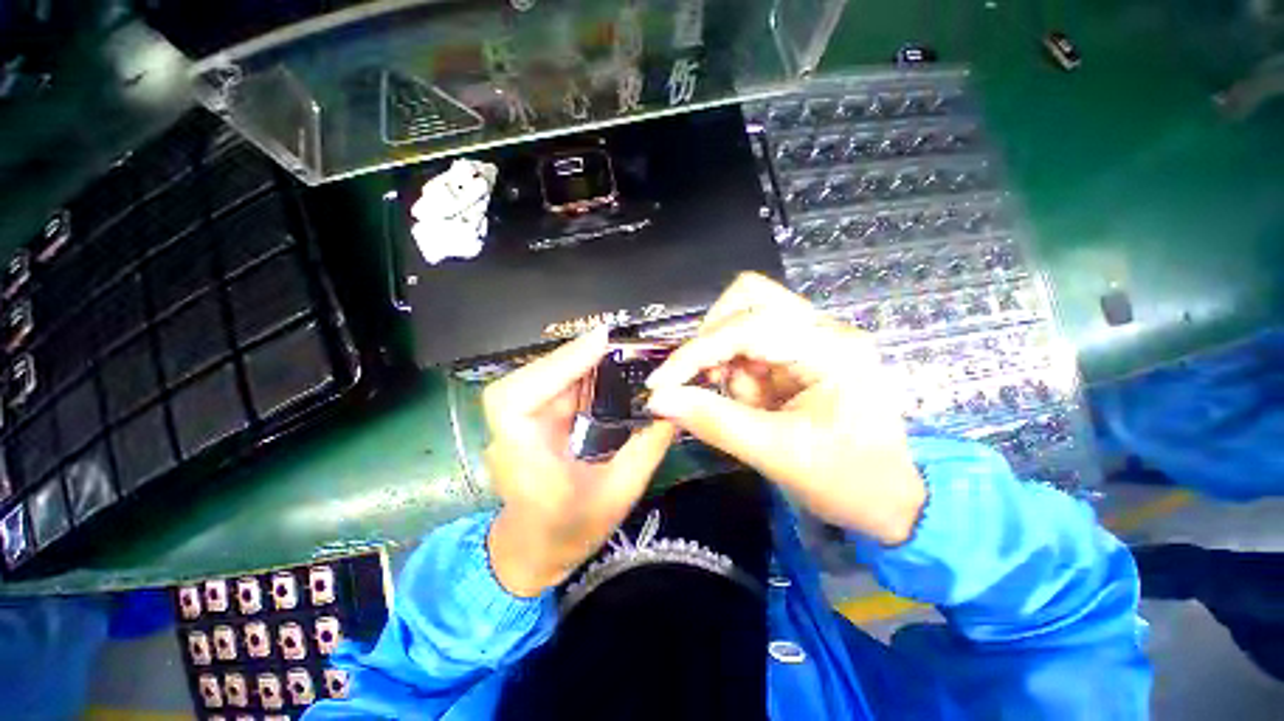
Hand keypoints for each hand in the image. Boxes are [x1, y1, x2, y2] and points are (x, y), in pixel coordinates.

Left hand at [483, 327, 675, 596]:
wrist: (534, 549)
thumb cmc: (572, 530)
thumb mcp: (620, 492)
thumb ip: (647, 448)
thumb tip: (673, 407)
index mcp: (521, 460)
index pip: (515, 400)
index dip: (554, 366)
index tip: (597, 342)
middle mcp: (508, 434)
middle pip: (528, 379)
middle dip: (570, 356)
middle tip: (613, 340)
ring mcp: (514, 423)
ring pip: (539, 377)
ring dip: (573, 360)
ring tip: (611, 348)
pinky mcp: (528, 418)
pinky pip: (548, 386)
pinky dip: (573, 371)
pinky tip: (598, 365)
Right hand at [645, 273, 924, 545]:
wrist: (896, 500)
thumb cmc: (849, 481)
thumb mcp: (777, 455)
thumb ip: (714, 421)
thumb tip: (658, 400)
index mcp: (830, 349)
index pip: (746, 327)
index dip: (695, 352)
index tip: (661, 384)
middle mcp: (823, 329)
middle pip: (749, 299)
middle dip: (713, 341)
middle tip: (705, 381)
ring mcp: (813, 337)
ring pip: (744, 319)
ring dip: (727, 361)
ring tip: (746, 405)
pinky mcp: (802, 353)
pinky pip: (751, 345)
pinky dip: (738, 371)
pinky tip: (754, 403)